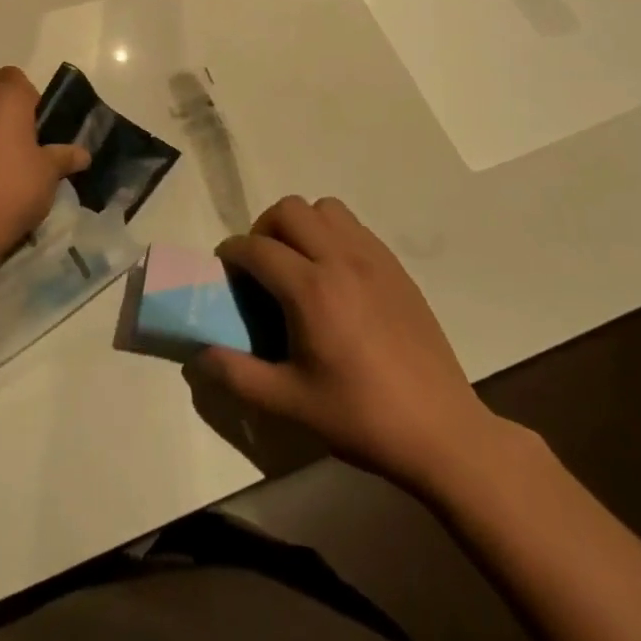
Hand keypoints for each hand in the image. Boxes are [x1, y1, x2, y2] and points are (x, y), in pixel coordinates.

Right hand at [193, 196, 505, 496]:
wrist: (442, 432)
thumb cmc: (362, 418)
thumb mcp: (290, 404)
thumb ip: (237, 375)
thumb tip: (198, 355)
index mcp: (312, 290)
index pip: (256, 248)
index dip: (231, 254)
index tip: (224, 272)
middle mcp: (340, 260)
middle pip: (288, 210)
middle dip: (263, 229)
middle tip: (261, 267)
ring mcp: (373, 259)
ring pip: (324, 208)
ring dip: (301, 225)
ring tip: (298, 263)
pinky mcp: (396, 267)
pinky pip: (354, 226)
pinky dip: (332, 234)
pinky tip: (335, 275)